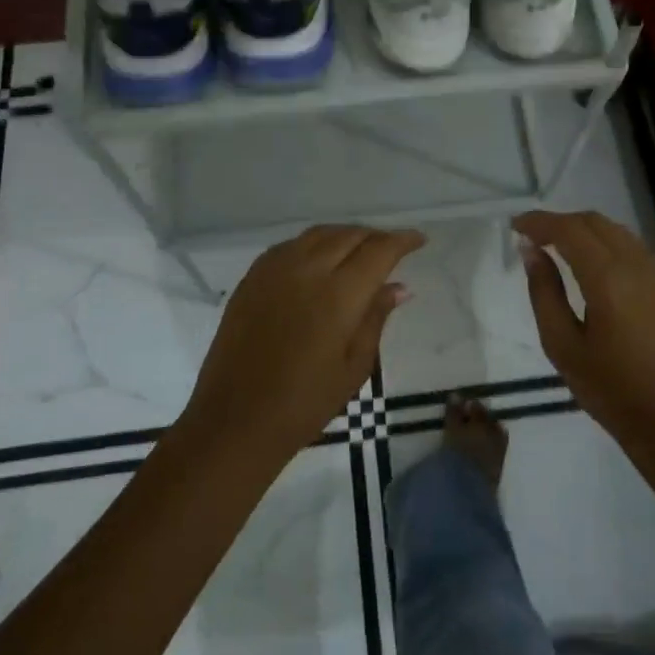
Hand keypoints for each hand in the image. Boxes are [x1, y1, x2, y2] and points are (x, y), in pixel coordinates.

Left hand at [185, 224, 424, 460]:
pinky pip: (290, 245)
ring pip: (318, 234)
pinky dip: (313, 244)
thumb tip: (398, 286)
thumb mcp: (355, 366)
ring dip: (345, 236)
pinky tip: (319, 260)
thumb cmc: (305, 403)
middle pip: (349, 235)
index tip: (419, 240)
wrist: (236, 420)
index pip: (379, 250)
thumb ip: (376, 318)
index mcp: (338, 294)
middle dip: (376, 237)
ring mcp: (274, 270)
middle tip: (392, 249)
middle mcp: (307, 270)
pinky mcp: (252, 278)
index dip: (402, 241)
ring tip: (359, 250)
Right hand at [514, 210, 654, 449]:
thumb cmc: (609, 389)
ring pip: (615, 230)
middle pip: (593, 222)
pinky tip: (590, 263)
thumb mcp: (562, 345)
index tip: (515, 226)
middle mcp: (636, 265)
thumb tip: (531, 251)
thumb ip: (544, 292)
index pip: (568, 230)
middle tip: (532, 238)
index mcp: (608, 279)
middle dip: (560, 222)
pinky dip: (604, 242)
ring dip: (583, 230)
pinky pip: (631, 247)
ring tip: (557, 247)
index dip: (539, 222)